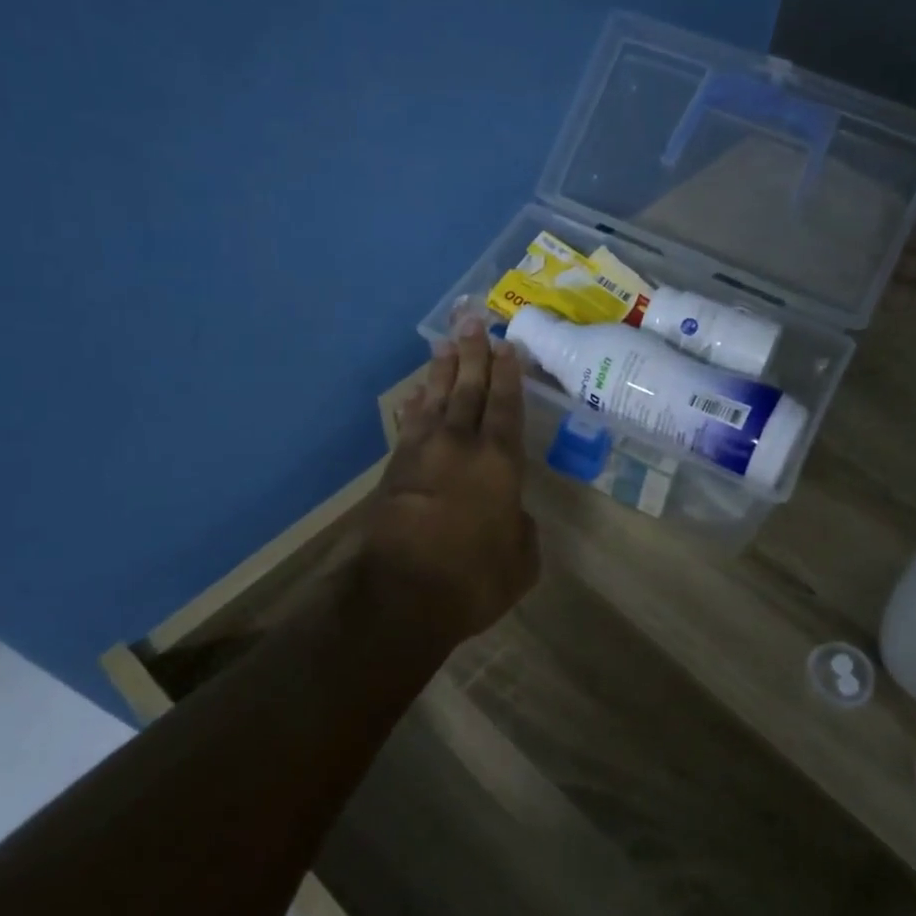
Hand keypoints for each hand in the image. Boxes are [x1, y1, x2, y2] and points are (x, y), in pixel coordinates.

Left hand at [360, 319, 539, 650]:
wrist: (399, 594)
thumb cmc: (472, 579)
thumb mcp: (521, 562)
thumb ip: (521, 530)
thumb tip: (511, 515)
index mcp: (498, 462)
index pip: (505, 406)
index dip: (508, 374)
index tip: (507, 345)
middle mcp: (460, 446)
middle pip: (468, 389)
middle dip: (472, 354)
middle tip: (472, 320)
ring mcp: (422, 454)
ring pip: (436, 399)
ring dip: (442, 370)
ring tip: (445, 344)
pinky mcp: (394, 471)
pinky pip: (409, 425)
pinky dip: (415, 405)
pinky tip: (417, 393)